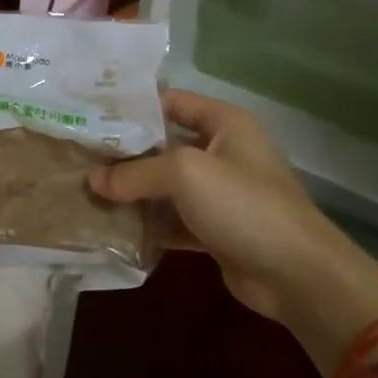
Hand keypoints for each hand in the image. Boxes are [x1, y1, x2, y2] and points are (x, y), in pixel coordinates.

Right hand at [88, 89, 377, 370]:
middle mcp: (222, 152)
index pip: (170, 102)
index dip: (131, 106)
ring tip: (86, 190)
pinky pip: (171, 219)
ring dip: (131, 190)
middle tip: (78, 155)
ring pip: (164, 185)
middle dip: (124, 152)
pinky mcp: (214, 229)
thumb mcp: (185, 174)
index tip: (89, 113)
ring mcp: (219, 193)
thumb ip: (135, 173)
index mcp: (224, 124)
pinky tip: (112, 226)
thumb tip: (92, 181)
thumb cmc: (244, 205)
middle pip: (163, 144)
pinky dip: (147, 223)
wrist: (298, 276)